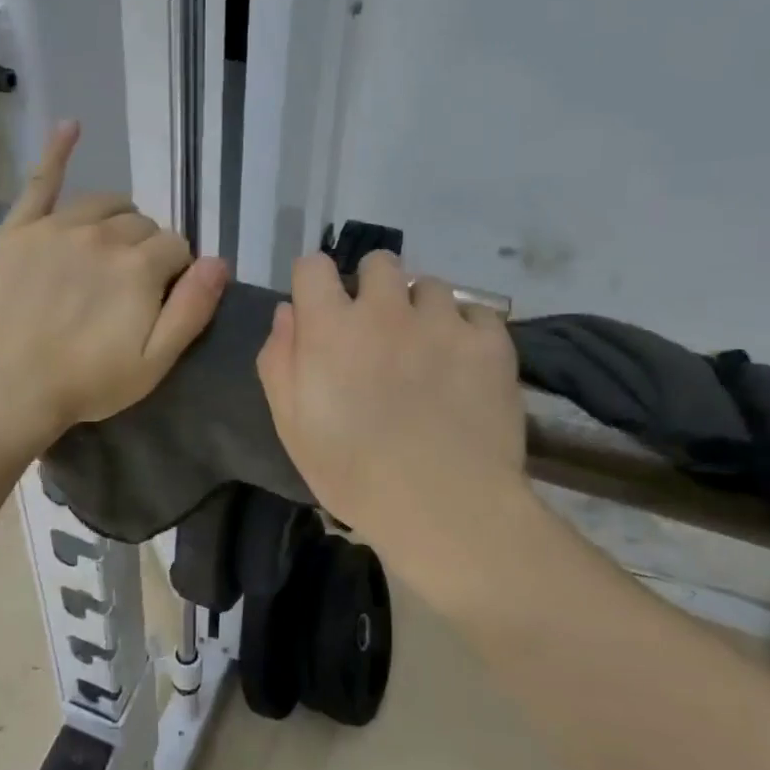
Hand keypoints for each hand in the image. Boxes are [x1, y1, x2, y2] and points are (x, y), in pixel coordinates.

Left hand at [0, 123, 228, 450]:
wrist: (10, 390)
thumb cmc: (88, 382)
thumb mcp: (155, 361)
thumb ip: (192, 308)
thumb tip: (219, 261)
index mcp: (140, 266)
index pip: (176, 247)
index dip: (174, 272)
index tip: (158, 298)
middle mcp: (102, 235)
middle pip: (141, 225)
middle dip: (145, 250)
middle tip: (127, 288)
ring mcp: (58, 228)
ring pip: (104, 204)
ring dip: (117, 219)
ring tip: (108, 250)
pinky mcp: (20, 230)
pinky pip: (42, 181)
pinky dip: (58, 151)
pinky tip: (70, 126)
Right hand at [257, 251, 530, 544]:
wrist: (444, 507)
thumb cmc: (353, 472)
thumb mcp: (291, 425)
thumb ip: (279, 359)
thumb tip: (288, 311)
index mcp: (331, 327)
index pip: (313, 266)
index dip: (314, 283)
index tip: (321, 309)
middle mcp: (385, 309)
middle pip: (379, 262)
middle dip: (373, 287)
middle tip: (378, 331)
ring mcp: (442, 322)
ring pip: (430, 286)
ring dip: (421, 309)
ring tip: (427, 351)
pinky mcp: (490, 342)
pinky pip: (477, 313)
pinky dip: (468, 331)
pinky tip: (464, 365)